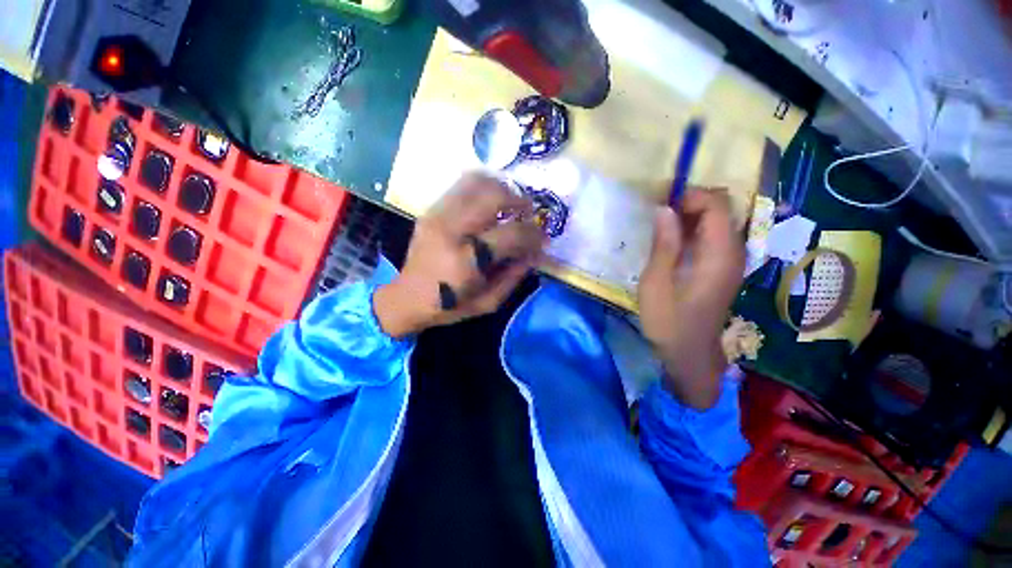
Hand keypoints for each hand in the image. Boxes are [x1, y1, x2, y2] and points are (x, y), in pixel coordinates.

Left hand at [374, 173, 545, 337]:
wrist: (406, 298)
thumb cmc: (449, 305)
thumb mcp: (489, 302)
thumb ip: (515, 276)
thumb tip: (535, 251)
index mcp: (467, 261)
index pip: (511, 234)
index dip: (534, 234)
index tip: (543, 238)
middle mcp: (451, 230)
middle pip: (493, 196)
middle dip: (520, 199)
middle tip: (529, 211)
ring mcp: (438, 215)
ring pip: (476, 181)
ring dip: (502, 186)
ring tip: (512, 201)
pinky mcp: (431, 210)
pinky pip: (461, 185)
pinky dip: (483, 186)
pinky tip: (492, 199)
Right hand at [637, 189, 744, 408]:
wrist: (689, 355)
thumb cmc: (668, 321)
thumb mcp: (656, 282)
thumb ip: (663, 244)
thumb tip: (664, 209)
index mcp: (719, 255)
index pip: (717, 205)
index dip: (691, 196)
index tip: (660, 204)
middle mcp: (733, 253)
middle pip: (720, 210)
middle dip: (689, 204)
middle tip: (656, 214)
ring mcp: (730, 262)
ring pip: (716, 223)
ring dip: (689, 218)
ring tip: (660, 226)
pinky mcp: (722, 270)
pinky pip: (712, 239)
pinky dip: (692, 232)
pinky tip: (671, 243)